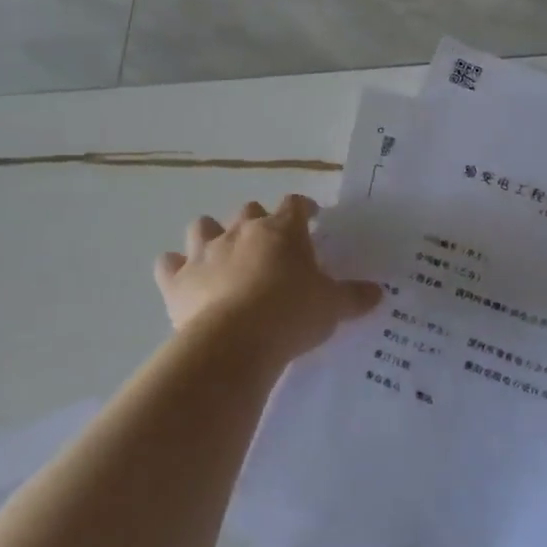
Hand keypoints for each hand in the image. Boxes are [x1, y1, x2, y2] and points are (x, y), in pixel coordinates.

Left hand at [155, 195, 381, 365]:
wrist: (236, 341)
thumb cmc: (292, 314)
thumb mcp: (332, 307)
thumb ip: (354, 297)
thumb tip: (378, 293)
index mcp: (282, 231)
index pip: (295, 205)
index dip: (303, 208)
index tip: (311, 217)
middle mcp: (242, 231)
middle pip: (248, 209)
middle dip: (257, 221)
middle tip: (269, 244)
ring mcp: (205, 252)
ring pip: (202, 226)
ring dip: (211, 234)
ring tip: (221, 254)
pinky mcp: (178, 280)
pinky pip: (168, 265)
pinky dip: (174, 268)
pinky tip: (183, 280)